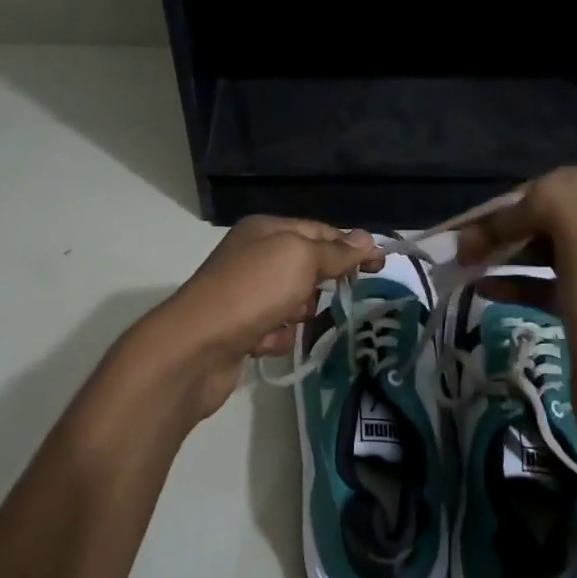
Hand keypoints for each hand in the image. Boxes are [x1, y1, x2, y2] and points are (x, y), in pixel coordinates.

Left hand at [143, 216, 382, 419]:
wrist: (196, 347)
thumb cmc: (252, 291)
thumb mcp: (300, 259)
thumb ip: (335, 251)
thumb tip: (367, 239)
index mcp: (265, 230)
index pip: (319, 231)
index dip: (350, 247)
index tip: (380, 266)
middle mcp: (253, 256)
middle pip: (307, 267)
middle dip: (318, 285)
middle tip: (318, 295)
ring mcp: (245, 294)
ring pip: (295, 302)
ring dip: (297, 315)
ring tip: (283, 321)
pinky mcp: (240, 329)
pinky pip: (276, 330)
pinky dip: (276, 338)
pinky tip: (262, 342)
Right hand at [456, 168, 576, 448]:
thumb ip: (553, 202)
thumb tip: (515, 208)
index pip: (564, 184)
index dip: (519, 199)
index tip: (481, 226)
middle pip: (552, 216)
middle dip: (505, 225)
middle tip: (462, 249)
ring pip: (543, 252)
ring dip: (504, 252)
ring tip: (465, 266)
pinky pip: (543, 287)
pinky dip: (512, 283)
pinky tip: (483, 291)